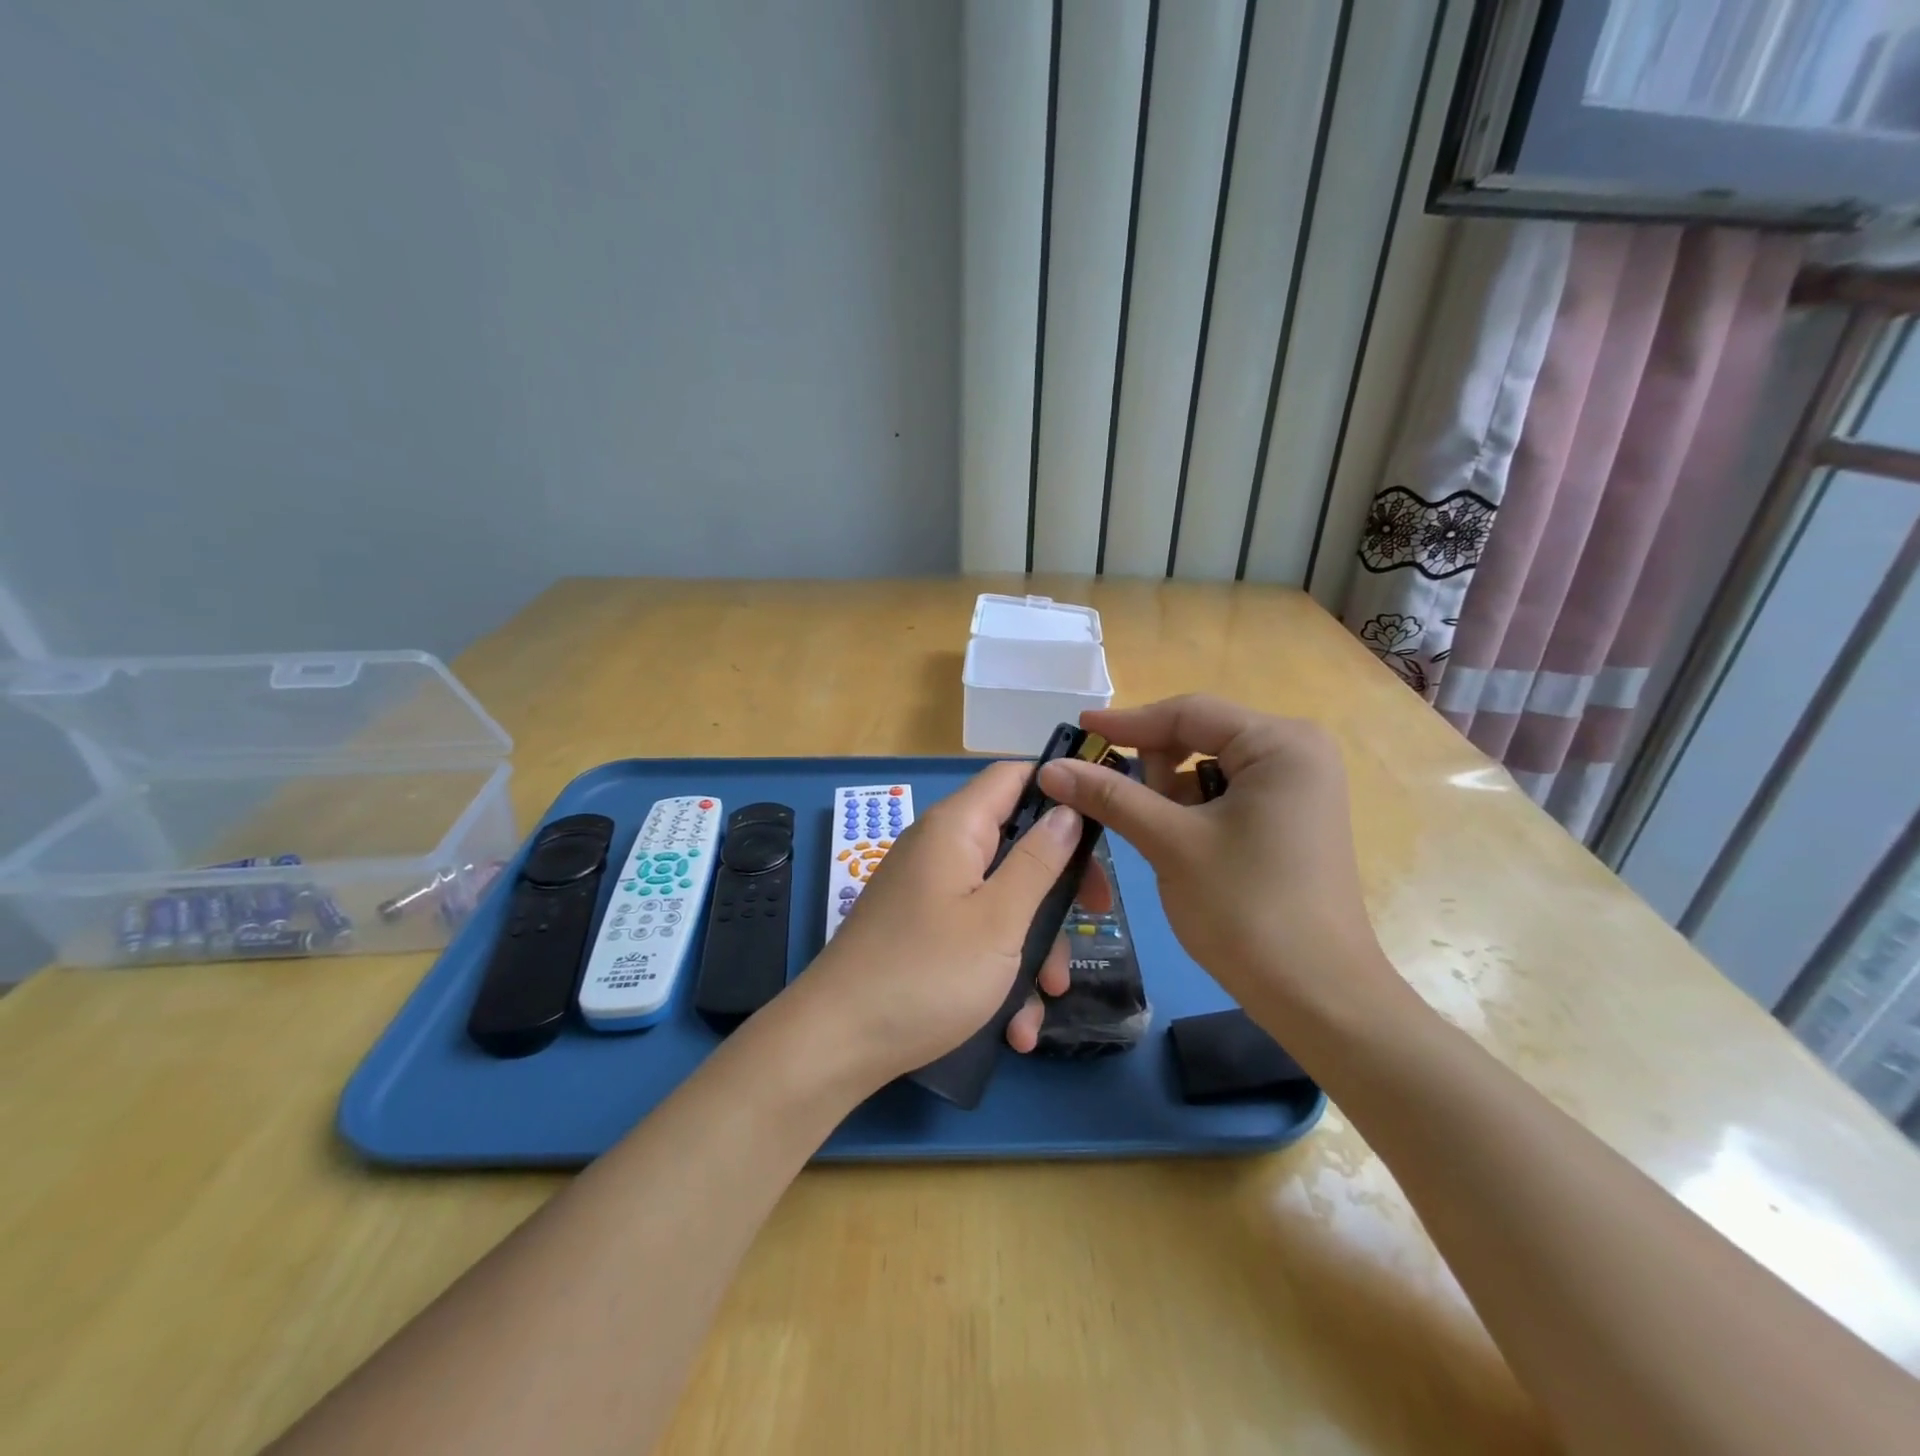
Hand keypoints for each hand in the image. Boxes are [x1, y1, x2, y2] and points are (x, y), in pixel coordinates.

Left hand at [801, 761, 1111, 1084]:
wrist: (837, 1043)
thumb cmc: (928, 973)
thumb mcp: (999, 918)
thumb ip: (1039, 860)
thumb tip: (1068, 809)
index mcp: (956, 828)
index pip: (1015, 776)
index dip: (1061, 791)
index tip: (1104, 829)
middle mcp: (940, 850)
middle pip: (1016, 844)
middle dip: (1057, 888)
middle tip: (1093, 920)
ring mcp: (928, 893)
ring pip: (1001, 900)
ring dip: (1032, 947)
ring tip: (1045, 1001)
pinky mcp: (921, 932)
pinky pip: (974, 935)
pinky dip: (999, 972)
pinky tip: (1014, 1027)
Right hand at [1037, 695, 1391, 1014]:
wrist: (1317, 997)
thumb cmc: (1247, 909)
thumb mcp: (1171, 844)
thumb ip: (1110, 796)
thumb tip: (1050, 767)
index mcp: (1280, 743)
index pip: (1188, 713)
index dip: (1127, 723)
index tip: (1077, 730)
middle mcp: (1297, 752)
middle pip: (1200, 736)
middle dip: (1152, 767)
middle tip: (1122, 805)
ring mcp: (1299, 787)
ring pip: (1209, 768)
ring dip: (1170, 793)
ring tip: (1156, 836)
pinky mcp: (1292, 819)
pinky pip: (1227, 794)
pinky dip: (1193, 811)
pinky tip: (1180, 844)